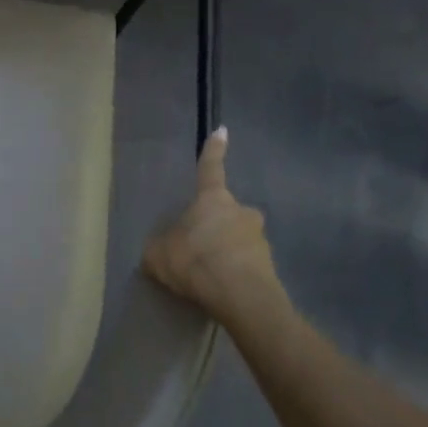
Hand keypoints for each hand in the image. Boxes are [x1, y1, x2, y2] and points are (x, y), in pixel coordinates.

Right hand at [142, 128, 284, 322]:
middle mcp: (240, 211)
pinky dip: (235, 273)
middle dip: (215, 223)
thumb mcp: (159, 254)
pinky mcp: (270, 267)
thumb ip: (158, 247)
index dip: (214, 150)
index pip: (210, 168)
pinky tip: (221, 291)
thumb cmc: (196, 261)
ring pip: (238, 239)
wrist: (241, 296)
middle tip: (199, 245)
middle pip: (226, 211)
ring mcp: (259, 238)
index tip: (223, 130)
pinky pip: (246, 265)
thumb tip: (157, 250)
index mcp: (213, 199)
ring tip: (208, 276)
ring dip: (225, 251)